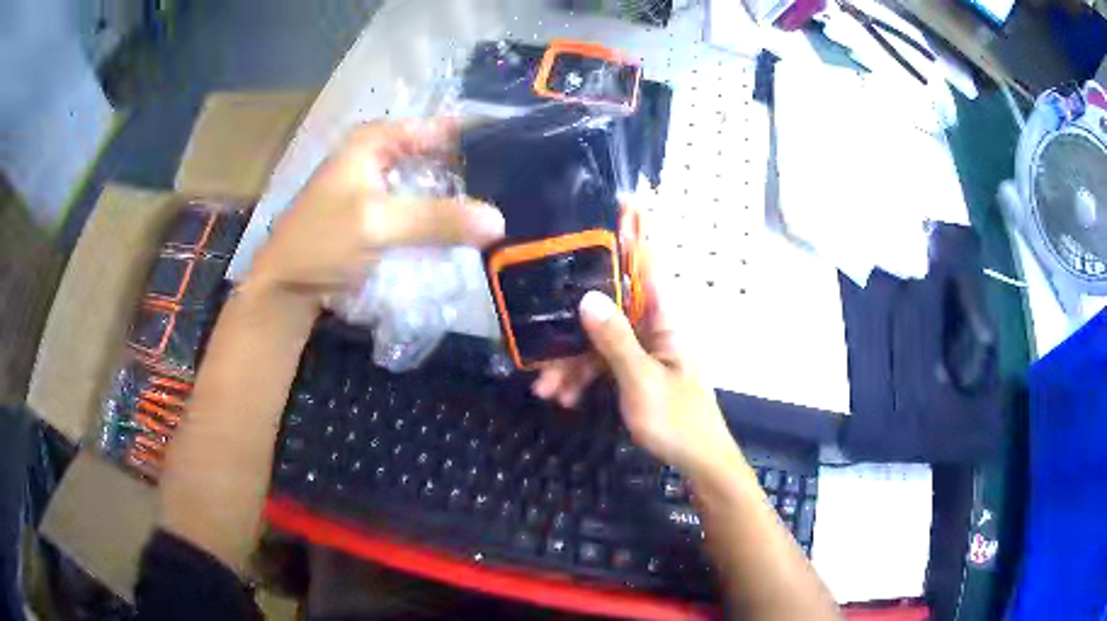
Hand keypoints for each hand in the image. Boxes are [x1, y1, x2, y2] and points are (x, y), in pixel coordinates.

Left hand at [245, 119, 504, 305]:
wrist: (286, 289)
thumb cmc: (321, 243)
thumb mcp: (376, 224)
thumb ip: (436, 219)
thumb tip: (500, 221)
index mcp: (376, 140)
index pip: (440, 127)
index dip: (479, 136)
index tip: (523, 152)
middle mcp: (381, 156)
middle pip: (440, 155)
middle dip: (476, 171)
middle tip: (521, 188)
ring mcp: (382, 187)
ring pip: (433, 184)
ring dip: (462, 198)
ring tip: (509, 207)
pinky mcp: (383, 217)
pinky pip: (424, 210)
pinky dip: (444, 219)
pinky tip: (472, 230)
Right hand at [537, 244, 740, 475]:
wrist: (696, 462)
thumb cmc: (678, 420)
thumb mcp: (642, 382)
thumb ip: (615, 340)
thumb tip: (587, 298)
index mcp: (665, 320)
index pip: (648, 267)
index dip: (635, 235)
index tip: (621, 203)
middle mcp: (653, 327)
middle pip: (609, 308)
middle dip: (573, 328)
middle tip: (538, 348)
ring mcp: (643, 350)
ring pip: (598, 340)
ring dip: (570, 362)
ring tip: (545, 389)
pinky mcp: (634, 371)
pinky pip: (601, 364)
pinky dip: (581, 378)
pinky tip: (563, 397)